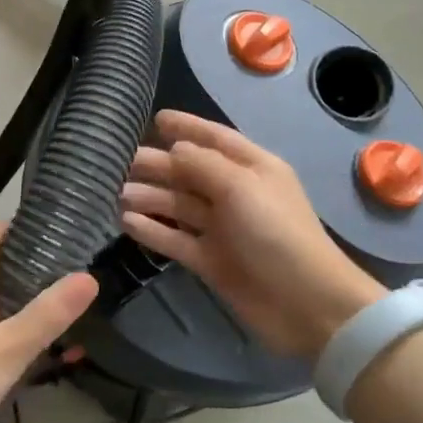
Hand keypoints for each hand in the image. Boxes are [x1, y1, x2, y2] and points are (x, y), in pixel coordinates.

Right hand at [120, 111, 383, 359]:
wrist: (305, 304)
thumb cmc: (276, 233)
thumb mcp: (241, 187)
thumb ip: (203, 164)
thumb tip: (176, 147)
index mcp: (252, 169)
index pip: (216, 139)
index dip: (187, 127)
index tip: (156, 118)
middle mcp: (235, 194)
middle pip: (190, 173)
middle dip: (158, 165)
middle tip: (120, 162)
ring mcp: (222, 229)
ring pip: (178, 206)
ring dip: (150, 197)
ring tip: (117, 193)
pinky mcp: (210, 260)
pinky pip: (175, 239)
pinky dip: (152, 230)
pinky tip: (126, 221)